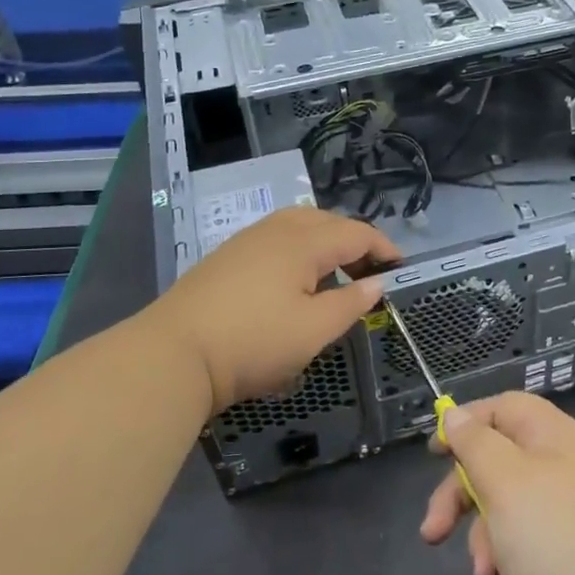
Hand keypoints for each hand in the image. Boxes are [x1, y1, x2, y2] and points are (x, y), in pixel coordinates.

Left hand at [150, 207, 398, 413]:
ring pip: (296, 225)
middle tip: (367, 271)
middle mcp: (276, 230)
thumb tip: (376, 283)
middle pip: (325, 220)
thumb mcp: (314, 330)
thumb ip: (350, 303)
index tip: (400, 267)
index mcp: (304, 242)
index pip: (356, 233)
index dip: (382, 247)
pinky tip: (291, 280)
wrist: (173, 353)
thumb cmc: (254, 342)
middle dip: (353, 240)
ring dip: (323, 241)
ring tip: (332, 273)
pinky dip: (297, 249)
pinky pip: (274, 238)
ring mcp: (246, 241)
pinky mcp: (225, 257)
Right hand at [419, 393, 574, 574]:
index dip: (467, 422)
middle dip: (461, 493)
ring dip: (482, 535)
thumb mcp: (504, 481)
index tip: (434, 452)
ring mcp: (570, 514)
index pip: (505, 407)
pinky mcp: (569, 556)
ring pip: (505, 506)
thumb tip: (456, 415)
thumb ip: (475, 443)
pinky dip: (505, 558)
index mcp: (557, 437)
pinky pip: (523, 542)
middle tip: (434, 528)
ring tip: (484, 571)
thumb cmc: (555, 542)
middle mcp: (566, 468)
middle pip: (499, 460)